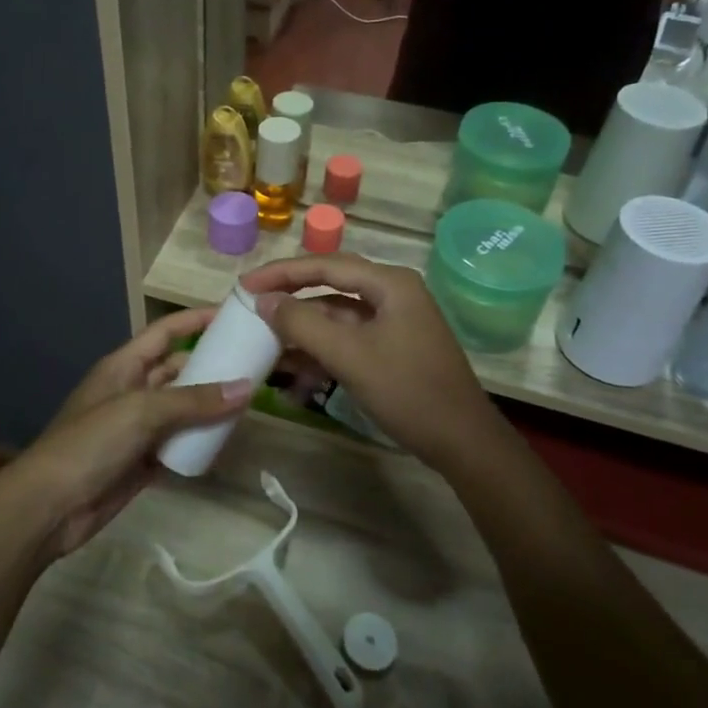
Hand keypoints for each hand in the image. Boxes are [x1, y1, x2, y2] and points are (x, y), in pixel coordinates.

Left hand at [8, 310, 250, 560]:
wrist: (50, 507)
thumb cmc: (90, 444)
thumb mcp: (141, 412)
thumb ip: (193, 400)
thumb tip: (246, 389)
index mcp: (124, 366)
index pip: (165, 332)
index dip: (196, 321)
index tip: (234, 315)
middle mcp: (132, 391)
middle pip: (177, 370)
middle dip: (211, 367)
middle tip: (255, 366)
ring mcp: (137, 428)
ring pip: (182, 409)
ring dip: (210, 407)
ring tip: (250, 404)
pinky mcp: (143, 461)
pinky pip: (179, 444)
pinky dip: (200, 442)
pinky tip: (227, 442)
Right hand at [242, 255, 506, 469]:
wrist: (462, 442)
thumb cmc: (408, 390)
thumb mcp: (349, 355)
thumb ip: (302, 324)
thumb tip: (264, 300)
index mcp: (389, 284)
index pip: (325, 265)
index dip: (281, 272)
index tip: (245, 284)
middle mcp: (392, 294)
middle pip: (329, 287)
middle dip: (289, 299)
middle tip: (251, 305)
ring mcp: (393, 323)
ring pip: (336, 318)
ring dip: (303, 333)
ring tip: (265, 347)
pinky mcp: (391, 349)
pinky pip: (347, 341)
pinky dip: (321, 354)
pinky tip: (296, 377)